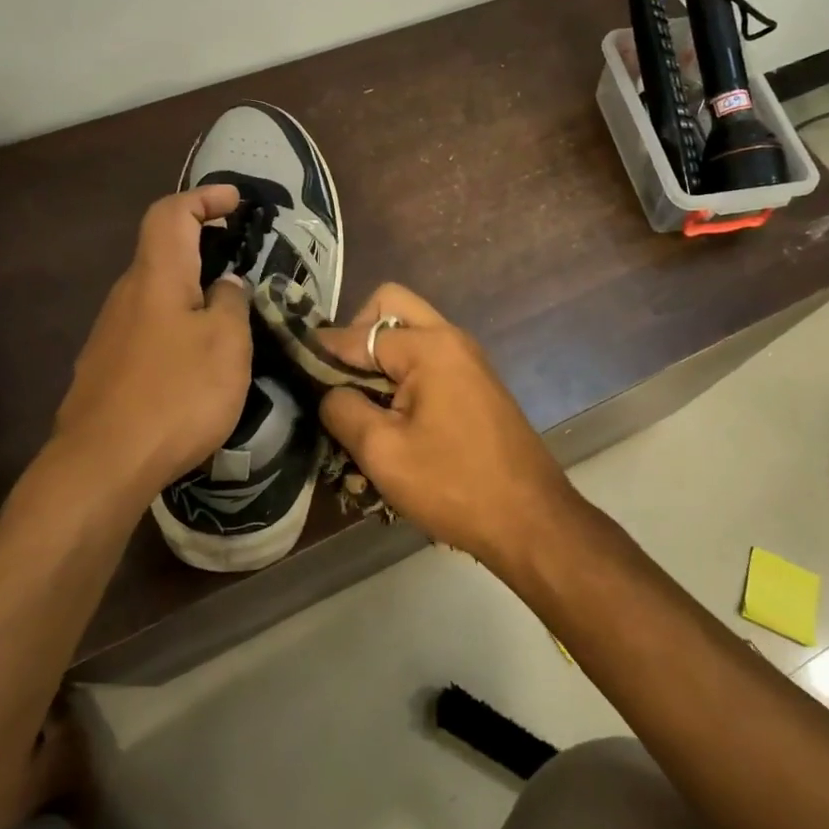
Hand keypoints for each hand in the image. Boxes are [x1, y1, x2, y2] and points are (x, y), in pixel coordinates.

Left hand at [52, 186, 252, 498]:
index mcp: (156, 277)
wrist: (103, 464)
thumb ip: (232, 304)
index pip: (172, 214)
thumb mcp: (227, 345)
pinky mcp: (106, 369)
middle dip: (203, 246)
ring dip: (192, 292)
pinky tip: (197, 363)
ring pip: (156, 295)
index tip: (236, 201)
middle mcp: (126, 296)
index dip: (204, 198)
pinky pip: (149, 330)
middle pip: (162, 253)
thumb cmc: (176, 394)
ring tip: (230, 319)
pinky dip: (178, 326)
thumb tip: (227, 284)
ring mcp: (110, 334)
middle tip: (243, 263)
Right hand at [312, 284, 582, 565]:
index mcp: (429, 346)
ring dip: (380, 359)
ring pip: (411, 335)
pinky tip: (392, 422)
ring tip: (360, 406)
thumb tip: (328, 390)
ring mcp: (469, 361)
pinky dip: (404, 377)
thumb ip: (343, 409)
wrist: (530, 520)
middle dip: (357, 337)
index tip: (297, 373)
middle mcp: (452, 339)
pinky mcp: (477, 386)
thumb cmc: (453, 485)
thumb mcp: (382, 452)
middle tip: (339, 381)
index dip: (322, 352)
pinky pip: (430, 361)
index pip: (358, 333)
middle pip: (391, 307)